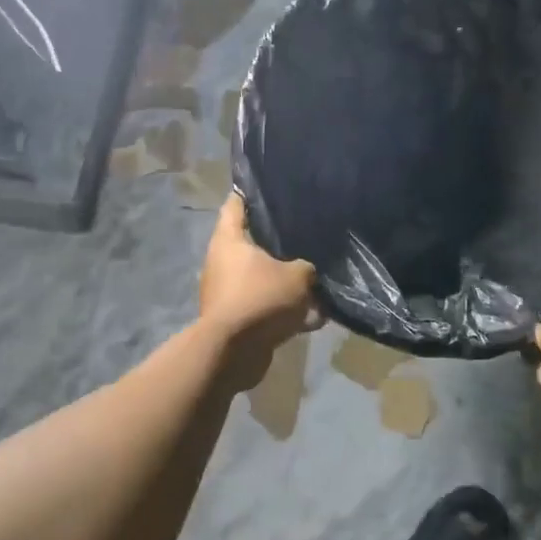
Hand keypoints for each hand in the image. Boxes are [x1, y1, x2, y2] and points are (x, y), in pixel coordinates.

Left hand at [199, 193, 318, 389]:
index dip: (250, 193)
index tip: (269, 186)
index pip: (235, 205)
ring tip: (318, 283)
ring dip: (286, 284)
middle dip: (278, 243)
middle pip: (252, 244)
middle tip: (306, 234)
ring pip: (262, 279)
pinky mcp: (236, 319)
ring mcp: (227, 292)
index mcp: (229, 241)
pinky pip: (265, 308)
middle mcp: (223, 262)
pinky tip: (314, 318)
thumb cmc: (260, 299)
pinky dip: (285, 313)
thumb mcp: (297, 277)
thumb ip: (307, 267)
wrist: (233, 353)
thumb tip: (309, 270)